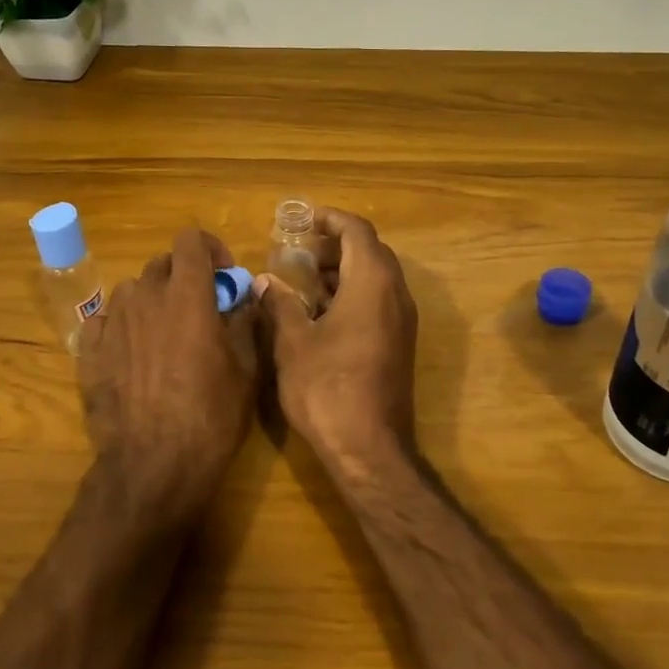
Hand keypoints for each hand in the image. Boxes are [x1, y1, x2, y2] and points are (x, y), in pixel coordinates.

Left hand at [79, 227, 259, 528]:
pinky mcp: (89, 352)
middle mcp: (145, 298)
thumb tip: (248, 297)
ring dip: (152, 300)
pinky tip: (132, 353)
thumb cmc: (211, 416)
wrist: (152, 466)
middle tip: (199, 309)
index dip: (210, 249)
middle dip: (183, 277)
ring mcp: (113, 323)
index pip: (190, 240)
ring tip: (164, 333)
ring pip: (131, 290)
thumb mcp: (246, 370)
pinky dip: (122, 326)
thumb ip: (246, 323)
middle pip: (162, 264)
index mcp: (187, 296)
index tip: (223, 277)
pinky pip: (104, 321)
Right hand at [259, 208, 417, 468]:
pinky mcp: (399, 343)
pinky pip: (379, 301)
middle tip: (299, 252)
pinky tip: (320, 313)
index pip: (357, 231)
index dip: (331, 219)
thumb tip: (265, 280)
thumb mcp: (293, 342)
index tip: (303, 220)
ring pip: (376, 278)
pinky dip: (353, 293)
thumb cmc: (327, 388)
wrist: (369, 448)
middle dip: (335, 246)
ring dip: (343, 271)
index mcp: (372, 283)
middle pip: (370, 251)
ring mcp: (402, 321)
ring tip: (304, 280)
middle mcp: (395, 294)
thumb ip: (280, 304)